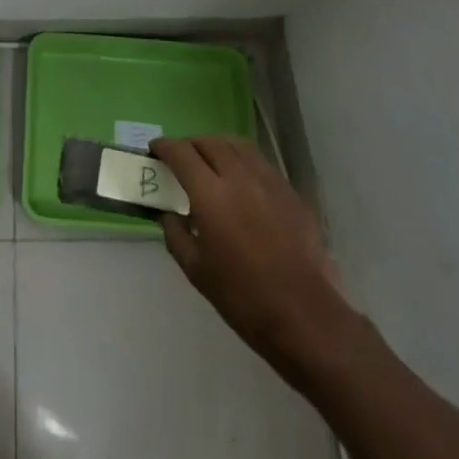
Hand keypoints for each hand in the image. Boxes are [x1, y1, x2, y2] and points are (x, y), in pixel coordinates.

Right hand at [149, 135, 355, 375]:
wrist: (304, 316)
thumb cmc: (243, 298)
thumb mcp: (197, 271)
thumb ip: (176, 235)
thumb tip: (168, 214)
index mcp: (211, 195)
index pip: (181, 153)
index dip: (164, 147)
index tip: (154, 150)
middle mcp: (238, 177)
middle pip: (209, 142)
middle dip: (189, 144)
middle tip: (180, 159)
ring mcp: (268, 180)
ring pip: (236, 145)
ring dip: (216, 146)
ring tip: (209, 161)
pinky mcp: (289, 191)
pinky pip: (259, 162)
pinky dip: (241, 160)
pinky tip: (240, 181)